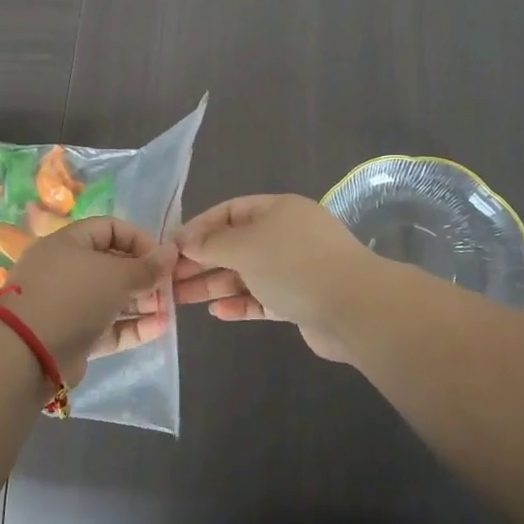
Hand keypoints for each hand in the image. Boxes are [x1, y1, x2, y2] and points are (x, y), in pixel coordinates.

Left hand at [0, 218, 175, 385]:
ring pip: (111, 298)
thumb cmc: (73, 297)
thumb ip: (147, 266)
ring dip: (142, 303)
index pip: (110, 228)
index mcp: (69, 242)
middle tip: (170, 288)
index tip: (163, 258)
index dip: (139, 239)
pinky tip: (159, 329)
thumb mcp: (116, 275)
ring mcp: (68, 304)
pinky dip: (132, 326)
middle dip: (144, 276)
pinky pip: (107, 326)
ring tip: (168, 310)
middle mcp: (66, 269)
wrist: (26, 353)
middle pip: (113, 265)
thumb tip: (171, 251)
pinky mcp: (72, 335)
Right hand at [173, 194, 377, 362]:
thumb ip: (211, 244)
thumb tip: (185, 240)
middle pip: (236, 244)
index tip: (171, 247)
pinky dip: (240, 303)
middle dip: (202, 260)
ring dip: (215, 284)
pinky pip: (262, 298)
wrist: (354, 308)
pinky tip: (216, 313)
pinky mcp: (300, 301)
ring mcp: (295, 269)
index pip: (229, 211)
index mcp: (277, 210)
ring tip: (180, 299)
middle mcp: (286, 235)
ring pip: (246, 273)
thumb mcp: (245, 247)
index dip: (199, 227)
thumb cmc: (294, 265)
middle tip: (169, 278)